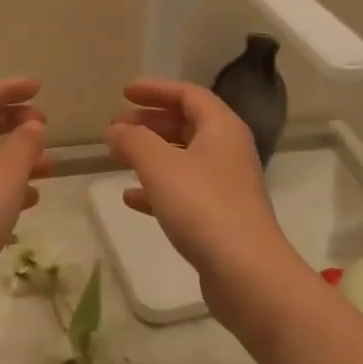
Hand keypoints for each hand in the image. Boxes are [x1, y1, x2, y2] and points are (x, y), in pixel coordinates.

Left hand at [0, 77, 49, 297]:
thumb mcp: (8, 170)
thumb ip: (25, 142)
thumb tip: (32, 125)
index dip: (10, 89)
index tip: (38, 90)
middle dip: (13, 122)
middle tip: (43, 126)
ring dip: (14, 157)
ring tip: (48, 166)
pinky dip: (4, 185)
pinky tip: (29, 200)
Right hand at [105, 78, 293, 299]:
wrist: (247, 274)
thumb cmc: (203, 207)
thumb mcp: (160, 166)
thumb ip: (133, 141)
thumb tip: (115, 130)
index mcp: (221, 128)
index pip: (188, 94)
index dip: (156, 89)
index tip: (125, 92)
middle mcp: (228, 150)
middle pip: (186, 123)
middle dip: (150, 121)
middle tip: (116, 126)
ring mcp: (225, 185)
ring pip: (183, 157)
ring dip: (151, 153)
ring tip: (118, 156)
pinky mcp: (219, 217)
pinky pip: (183, 190)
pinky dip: (157, 187)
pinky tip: (131, 198)